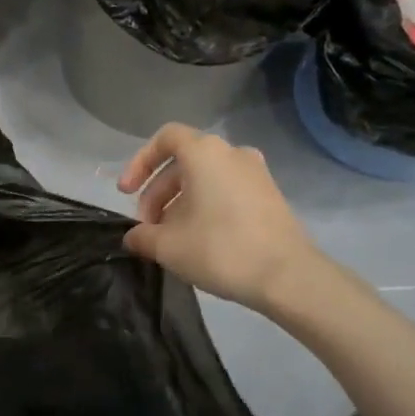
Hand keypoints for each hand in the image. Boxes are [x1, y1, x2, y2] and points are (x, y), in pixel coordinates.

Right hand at [118, 124, 321, 309]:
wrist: (288, 277)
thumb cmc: (221, 250)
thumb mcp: (168, 246)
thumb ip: (142, 236)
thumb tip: (132, 237)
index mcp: (204, 152)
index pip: (165, 139)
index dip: (140, 162)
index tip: (126, 192)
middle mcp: (231, 152)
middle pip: (183, 162)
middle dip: (158, 192)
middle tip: (147, 227)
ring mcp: (255, 173)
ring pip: (205, 178)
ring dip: (180, 202)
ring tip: (170, 237)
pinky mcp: (270, 195)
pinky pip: (226, 189)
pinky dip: (206, 205)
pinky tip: (199, 239)